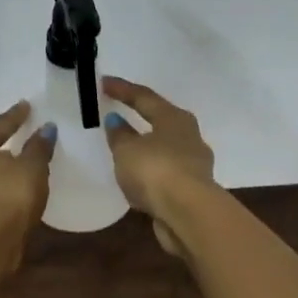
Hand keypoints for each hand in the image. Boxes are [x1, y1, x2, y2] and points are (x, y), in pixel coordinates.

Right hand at [101, 77, 216, 256]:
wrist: (188, 214)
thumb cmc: (156, 171)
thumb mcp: (127, 150)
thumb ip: (119, 134)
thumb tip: (116, 121)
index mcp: (175, 118)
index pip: (144, 97)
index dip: (122, 89)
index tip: (103, 83)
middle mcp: (189, 136)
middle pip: (161, 120)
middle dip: (139, 117)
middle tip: (118, 114)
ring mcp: (194, 164)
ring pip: (165, 148)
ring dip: (146, 147)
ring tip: (125, 149)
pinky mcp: (192, 189)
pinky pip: (165, 172)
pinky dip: (150, 171)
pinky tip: (138, 178)